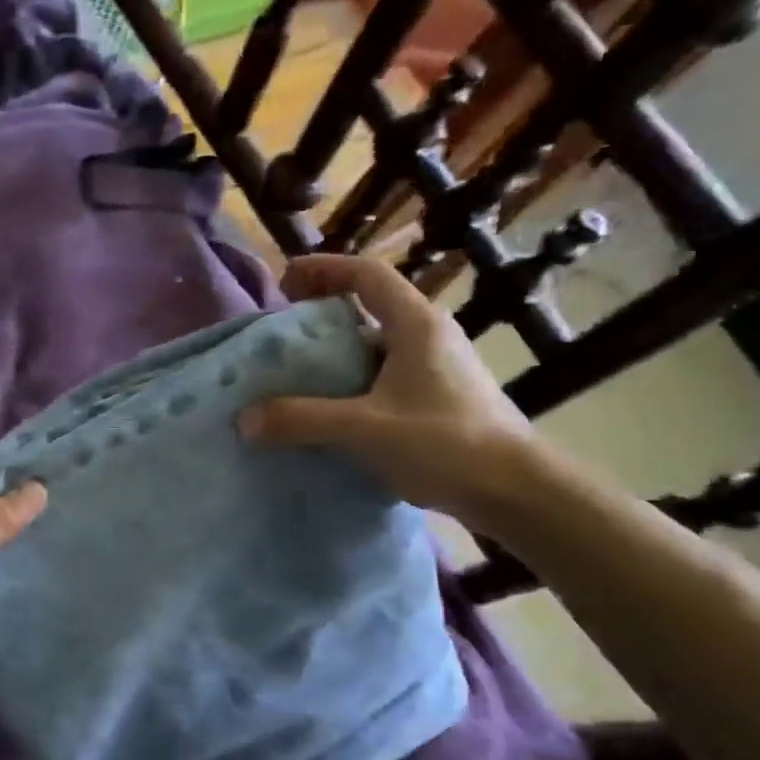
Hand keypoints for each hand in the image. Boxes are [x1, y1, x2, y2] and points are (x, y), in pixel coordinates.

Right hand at [237, 254, 537, 531]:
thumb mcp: (365, 428)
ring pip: (376, 345)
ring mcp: (436, 369)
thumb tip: (244, 419)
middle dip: (323, 312)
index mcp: (416, 325)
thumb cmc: (445, 444)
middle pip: (369, 306)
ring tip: (298, 374)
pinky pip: (384, 377)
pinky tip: (331, 412)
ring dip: (337, 352)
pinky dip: (353, 383)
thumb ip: (302, 420)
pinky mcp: (437, 399)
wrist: (514, 491)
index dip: (323, 269)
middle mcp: (428, 336)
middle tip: (283, 333)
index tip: (284, 281)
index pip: (366, 274)